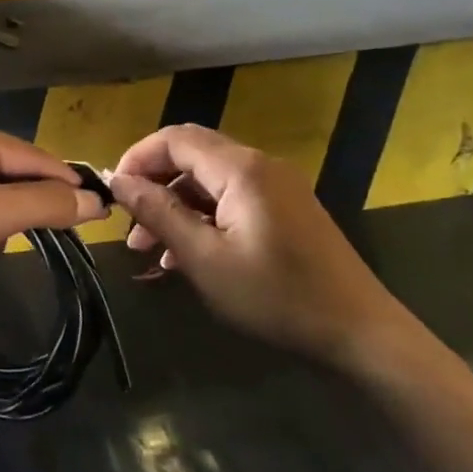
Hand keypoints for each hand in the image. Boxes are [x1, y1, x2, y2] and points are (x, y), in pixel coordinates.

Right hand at [106, 124, 407, 366]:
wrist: (360, 332)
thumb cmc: (276, 296)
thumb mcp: (205, 259)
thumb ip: (158, 213)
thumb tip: (117, 180)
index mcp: (240, 169)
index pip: (174, 139)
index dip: (136, 158)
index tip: (112, 193)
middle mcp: (258, 165)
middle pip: (190, 155)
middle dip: (153, 185)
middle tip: (128, 225)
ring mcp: (275, 186)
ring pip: (208, 180)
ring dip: (174, 206)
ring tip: (148, 249)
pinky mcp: (284, 208)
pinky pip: (230, 198)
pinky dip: (201, 217)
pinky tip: (184, 255)